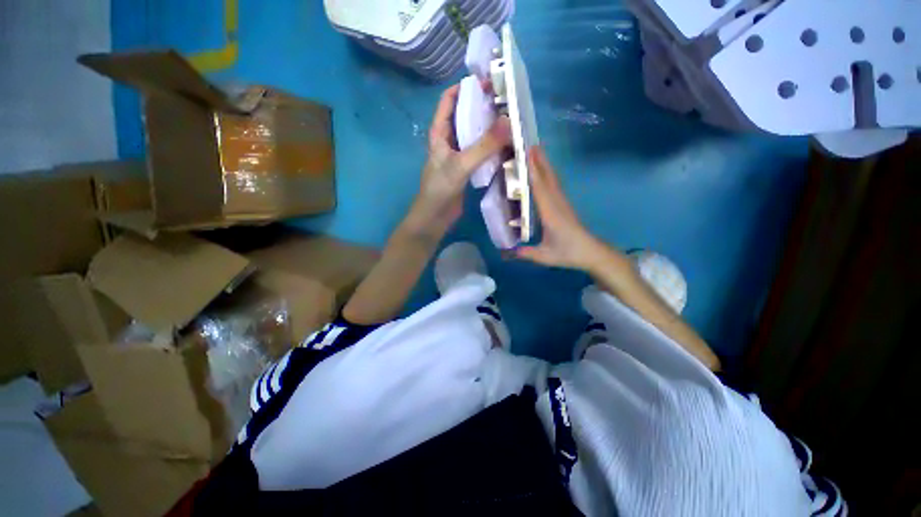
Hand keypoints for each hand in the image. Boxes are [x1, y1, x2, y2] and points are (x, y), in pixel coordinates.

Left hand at [408, 84, 510, 237]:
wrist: (435, 218)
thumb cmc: (440, 189)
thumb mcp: (461, 165)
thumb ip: (484, 146)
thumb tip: (509, 121)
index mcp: (439, 133)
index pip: (449, 100)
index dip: (465, 87)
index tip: (488, 80)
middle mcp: (449, 140)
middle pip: (465, 116)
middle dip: (483, 107)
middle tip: (508, 101)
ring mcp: (458, 155)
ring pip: (474, 135)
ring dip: (489, 128)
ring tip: (512, 120)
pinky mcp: (466, 169)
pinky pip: (480, 152)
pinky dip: (491, 147)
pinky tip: (507, 146)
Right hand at [516, 147, 624, 271]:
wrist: (592, 252)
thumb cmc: (569, 253)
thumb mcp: (545, 256)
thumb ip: (526, 253)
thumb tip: (507, 251)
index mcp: (550, 214)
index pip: (540, 188)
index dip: (532, 171)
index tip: (526, 155)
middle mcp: (556, 203)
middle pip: (547, 178)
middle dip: (539, 160)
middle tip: (529, 144)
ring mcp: (562, 203)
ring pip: (552, 179)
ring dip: (544, 164)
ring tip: (535, 151)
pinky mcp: (564, 205)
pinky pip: (554, 185)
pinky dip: (547, 174)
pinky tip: (544, 171)